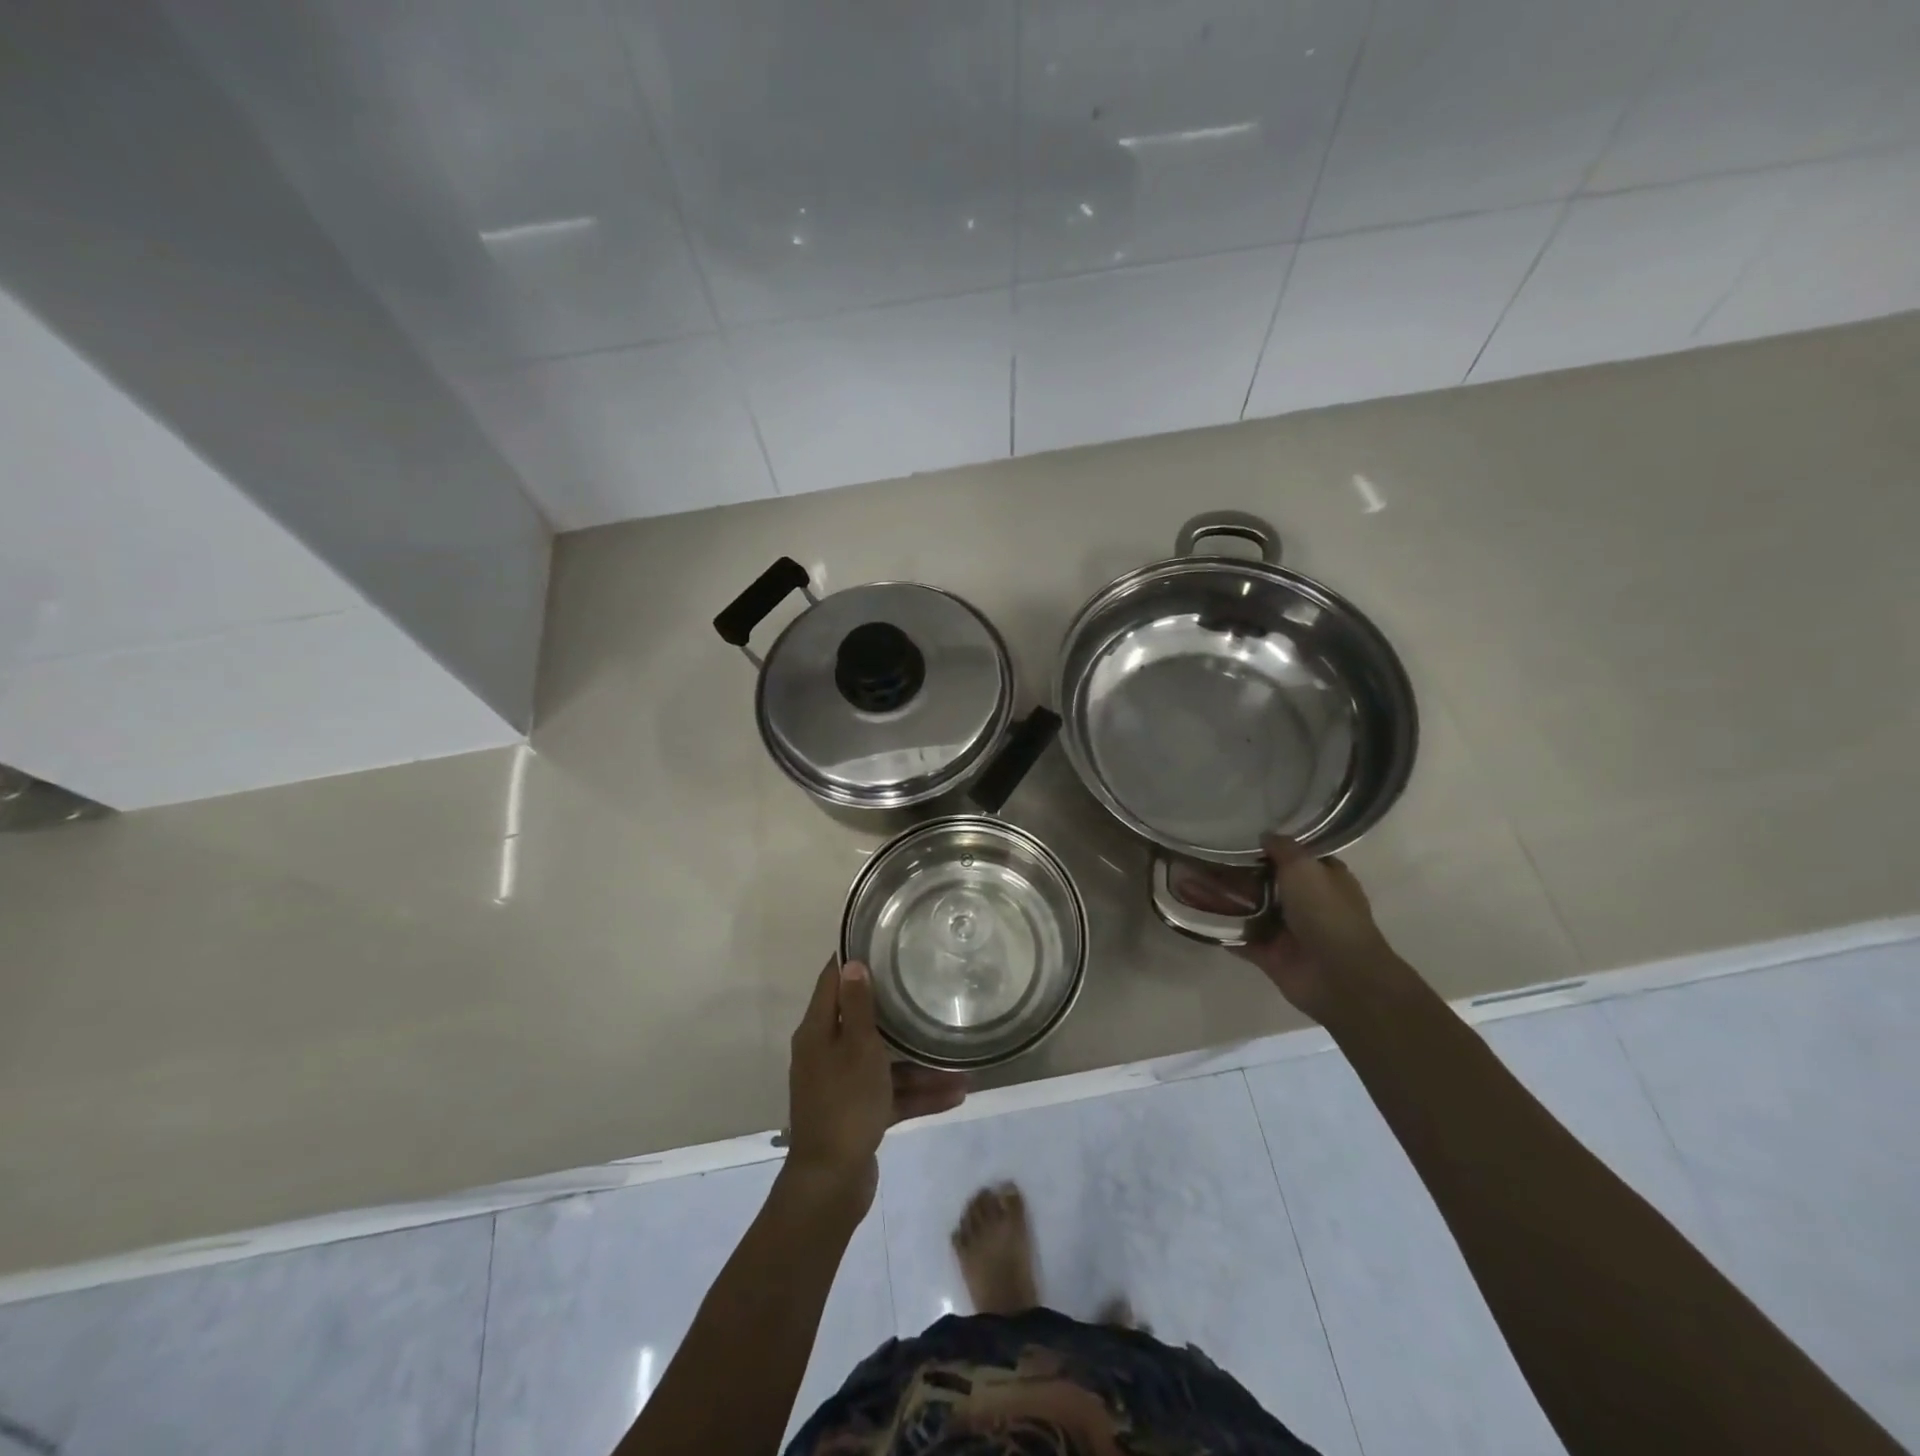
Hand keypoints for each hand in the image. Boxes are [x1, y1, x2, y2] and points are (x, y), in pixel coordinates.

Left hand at [786, 958, 966, 1209]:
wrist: (831, 1181)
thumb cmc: (845, 1103)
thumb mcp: (857, 1047)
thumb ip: (857, 1006)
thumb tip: (852, 963)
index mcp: (818, 1032)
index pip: (832, 982)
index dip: (852, 960)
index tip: (880, 941)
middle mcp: (827, 1053)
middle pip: (863, 1022)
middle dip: (898, 1012)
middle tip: (927, 988)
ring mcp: (843, 1085)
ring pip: (885, 1062)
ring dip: (920, 1063)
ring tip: (961, 1062)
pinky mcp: (859, 1113)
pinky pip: (891, 1093)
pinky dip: (918, 1093)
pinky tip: (956, 1094)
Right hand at [1180, 836, 1393, 1021]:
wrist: (1338, 976)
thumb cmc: (1326, 913)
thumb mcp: (1305, 867)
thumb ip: (1283, 848)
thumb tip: (1265, 835)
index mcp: (1324, 879)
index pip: (1297, 857)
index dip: (1273, 846)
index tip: (1241, 834)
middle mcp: (1307, 903)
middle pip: (1268, 882)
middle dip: (1240, 872)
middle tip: (1204, 856)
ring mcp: (1287, 931)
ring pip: (1251, 910)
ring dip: (1226, 900)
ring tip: (1189, 881)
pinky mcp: (1270, 955)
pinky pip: (1240, 939)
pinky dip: (1221, 930)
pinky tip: (1195, 914)